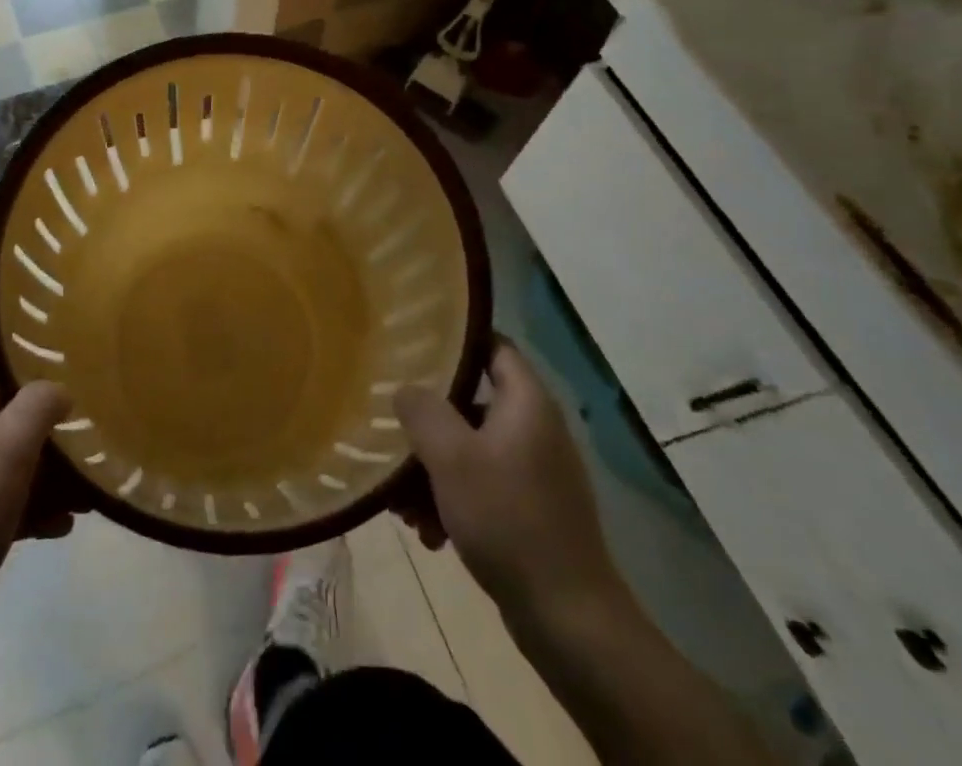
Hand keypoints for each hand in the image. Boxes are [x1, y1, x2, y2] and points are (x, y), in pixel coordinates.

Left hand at [0, 336, 75, 669]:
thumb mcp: (6, 449)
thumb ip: (38, 404)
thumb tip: (57, 389)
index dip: (10, 338)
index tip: (54, 333)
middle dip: (40, 414)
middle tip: (85, 408)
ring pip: (0, 461)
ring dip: (43, 468)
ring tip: (87, 479)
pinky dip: (29, 508)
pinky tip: (65, 523)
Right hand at [394, 337, 623, 628]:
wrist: (569, 620)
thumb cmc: (508, 520)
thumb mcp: (452, 457)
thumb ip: (423, 411)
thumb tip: (405, 388)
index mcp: (527, 402)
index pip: (492, 345)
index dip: (454, 340)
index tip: (412, 344)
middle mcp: (536, 428)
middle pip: (471, 404)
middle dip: (429, 424)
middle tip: (393, 435)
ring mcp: (536, 472)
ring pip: (471, 450)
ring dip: (434, 471)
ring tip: (401, 504)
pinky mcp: (532, 511)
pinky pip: (483, 488)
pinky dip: (454, 501)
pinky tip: (429, 535)